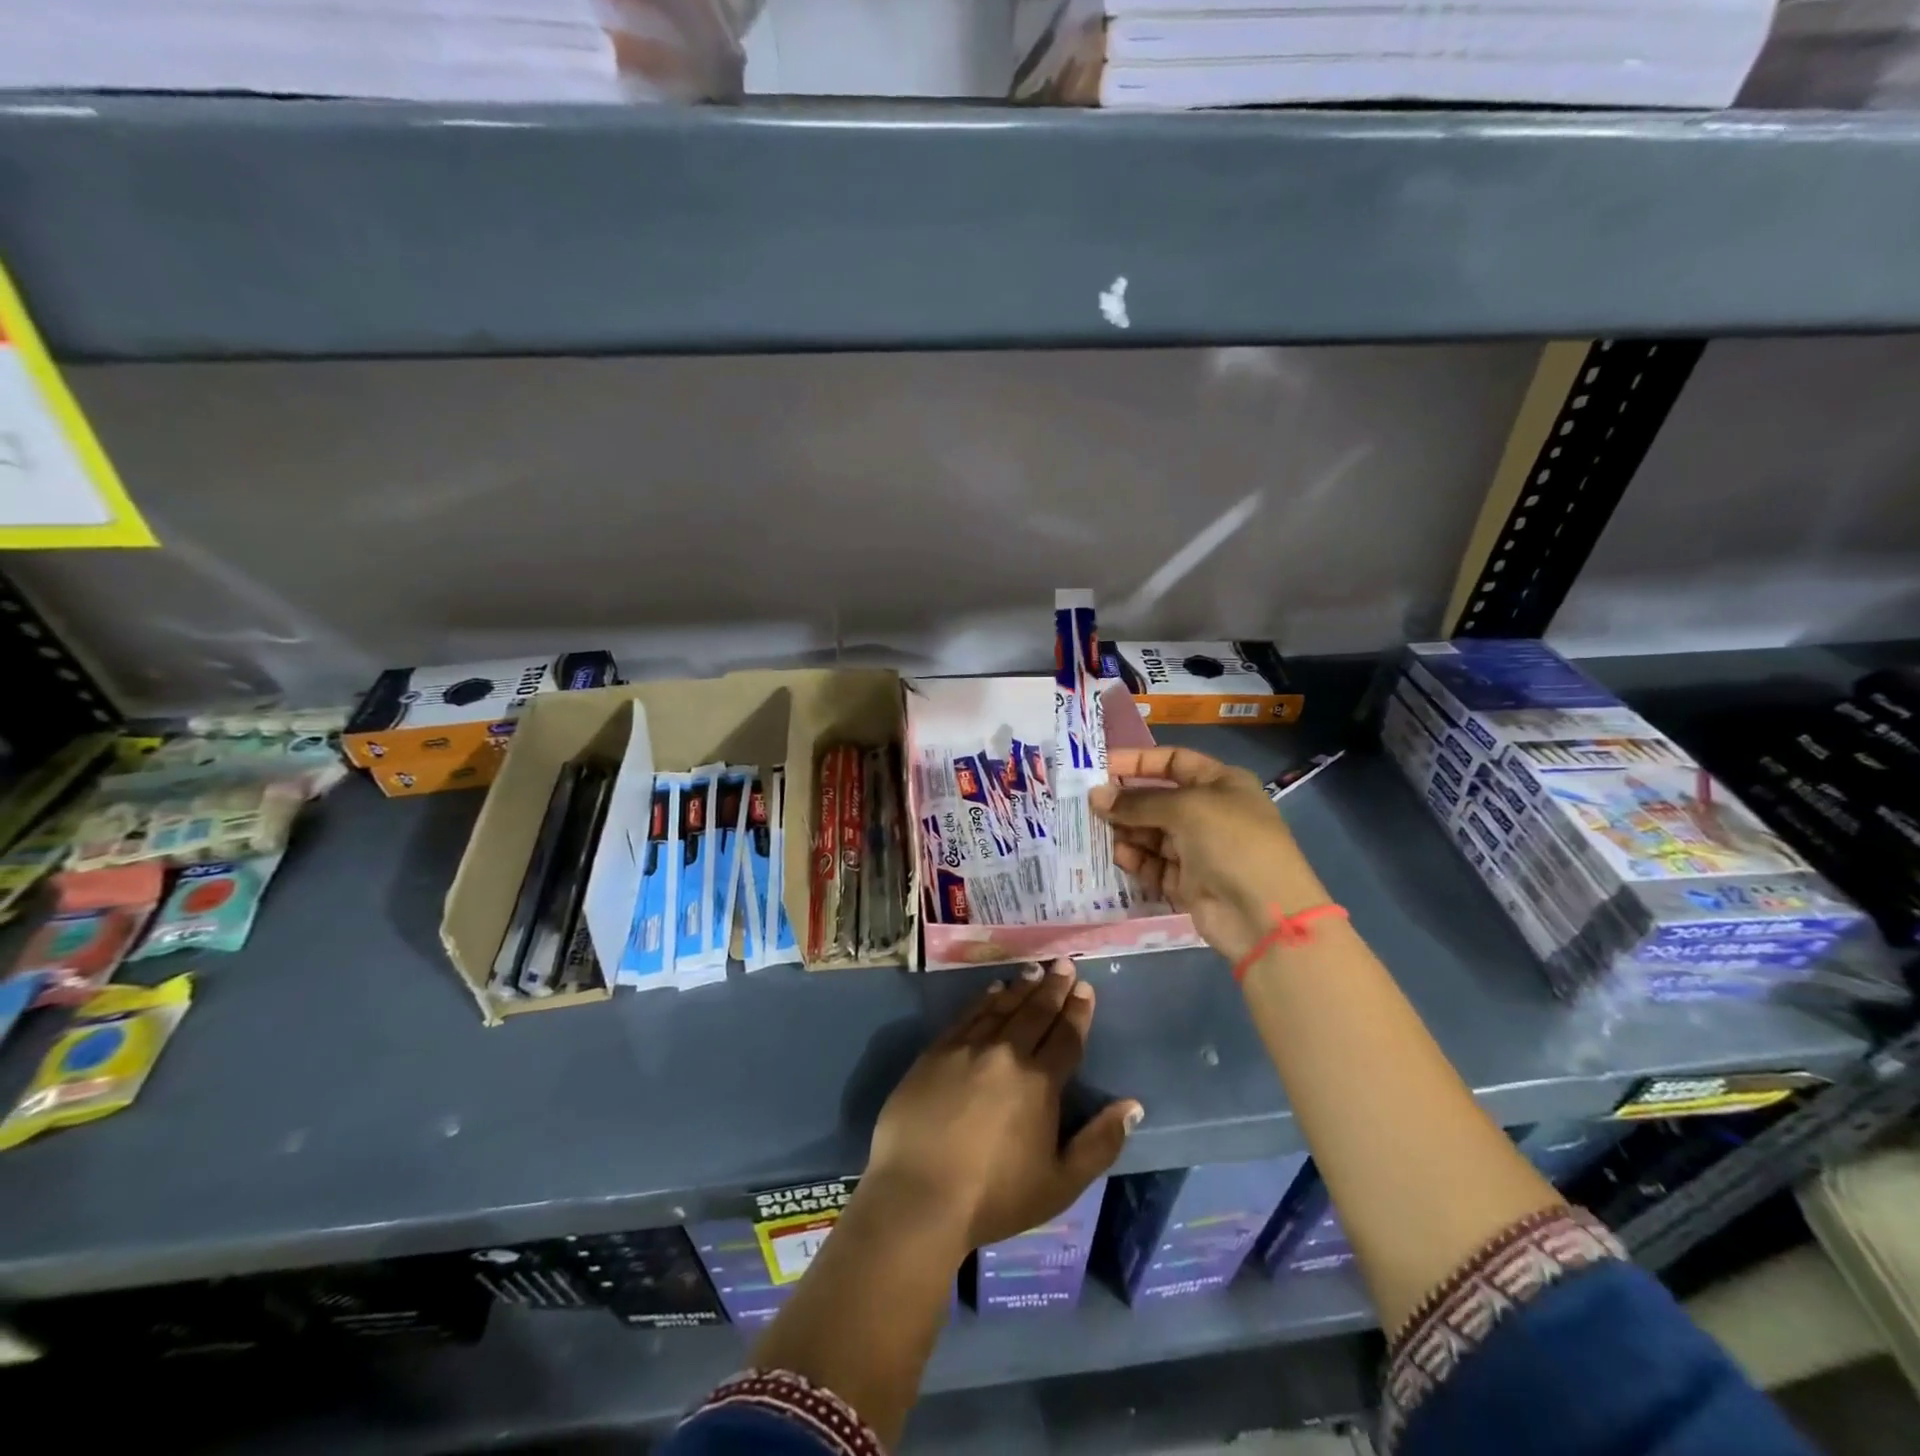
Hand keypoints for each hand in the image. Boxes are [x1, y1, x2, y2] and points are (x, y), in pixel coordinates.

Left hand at [864, 961, 1141, 1252]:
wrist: (919, 1195)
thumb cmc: (994, 1197)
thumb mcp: (1060, 1183)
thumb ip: (1100, 1142)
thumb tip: (1133, 1105)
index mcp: (1039, 1082)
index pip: (1065, 1037)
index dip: (1078, 1011)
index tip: (1085, 988)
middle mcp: (1005, 1053)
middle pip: (1035, 1013)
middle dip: (1053, 987)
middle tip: (1064, 964)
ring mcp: (967, 1048)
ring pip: (1002, 1007)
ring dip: (1022, 987)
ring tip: (1035, 970)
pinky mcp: (936, 1051)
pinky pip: (967, 1015)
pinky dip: (984, 999)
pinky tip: (993, 990)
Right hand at [1091, 746, 1327, 965]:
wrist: (1264, 915)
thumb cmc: (1232, 843)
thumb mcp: (1186, 809)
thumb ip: (1138, 802)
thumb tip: (1095, 796)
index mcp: (1220, 784)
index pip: (1172, 761)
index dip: (1137, 762)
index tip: (1100, 767)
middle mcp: (1208, 813)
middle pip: (1157, 799)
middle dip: (1125, 801)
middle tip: (1087, 804)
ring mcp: (1198, 849)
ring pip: (1150, 833)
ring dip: (1125, 831)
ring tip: (1097, 832)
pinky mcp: (1186, 881)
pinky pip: (1152, 864)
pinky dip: (1135, 859)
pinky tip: (1118, 856)